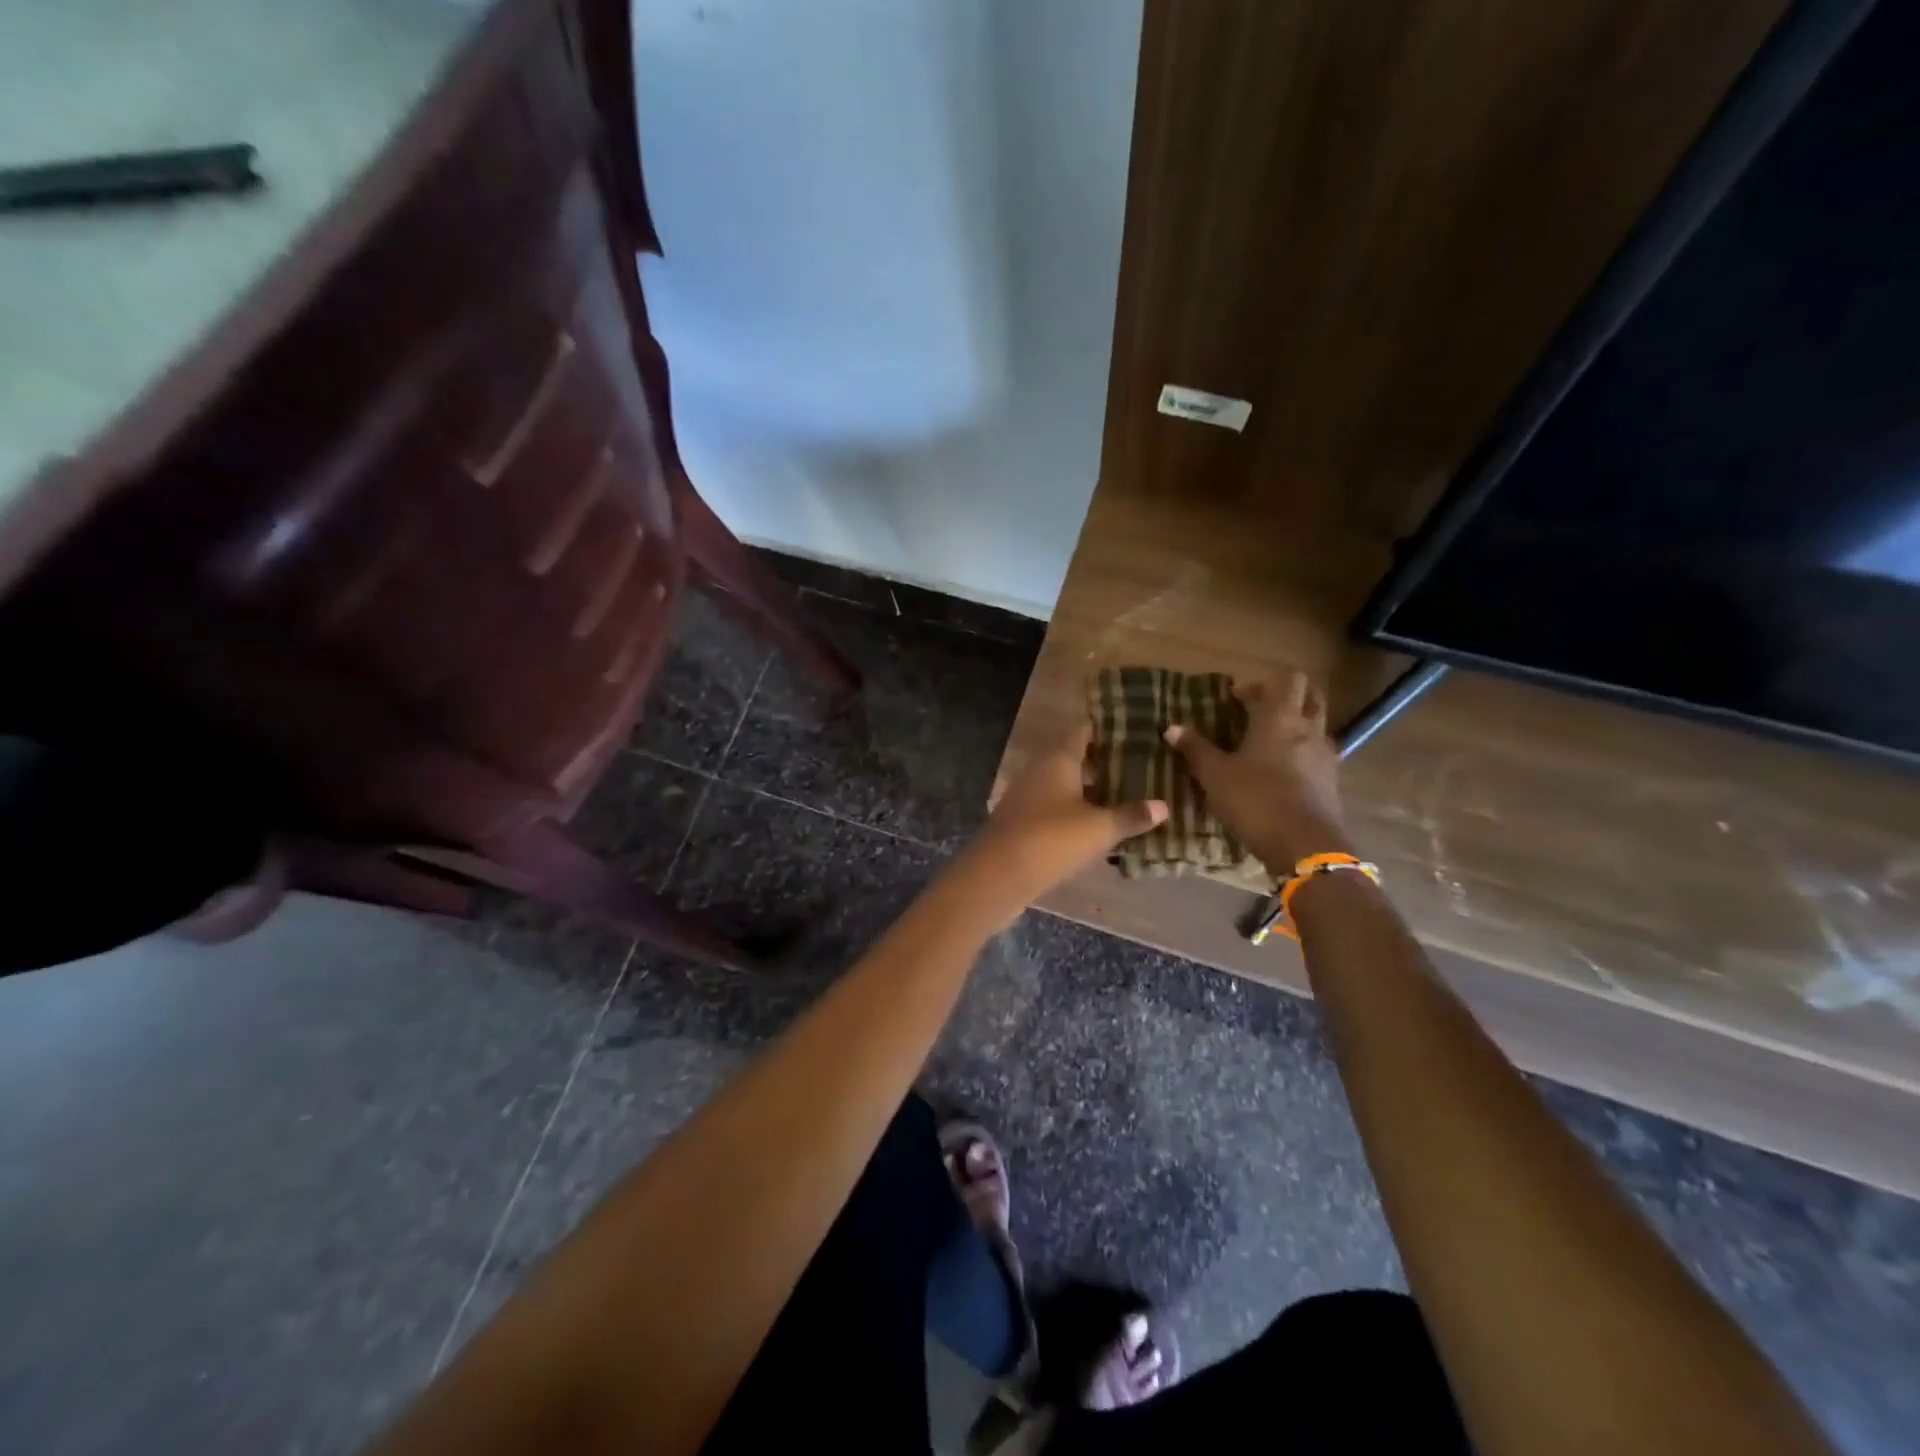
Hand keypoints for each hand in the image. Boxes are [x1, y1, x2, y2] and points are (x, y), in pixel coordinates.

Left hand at [961, 721, 1168, 919]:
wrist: (998, 875)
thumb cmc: (1052, 840)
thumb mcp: (1099, 829)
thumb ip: (1131, 816)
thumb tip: (1163, 806)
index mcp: (1058, 758)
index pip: (1084, 730)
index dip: (1107, 727)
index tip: (1135, 729)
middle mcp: (1040, 769)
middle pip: (1074, 756)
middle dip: (1104, 760)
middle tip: (1139, 765)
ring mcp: (1027, 795)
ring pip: (1064, 782)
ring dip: (1090, 788)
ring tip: (1125, 794)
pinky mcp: (1022, 820)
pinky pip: (1054, 806)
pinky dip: (1075, 810)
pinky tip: (1097, 825)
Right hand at [1164, 670, 1350, 869]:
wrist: (1305, 846)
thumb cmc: (1255, 800)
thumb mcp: (1215, 775)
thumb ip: (1195, 749)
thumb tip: (1172, 727)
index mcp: (1280, 718)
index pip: (1286, 679)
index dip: (1260, 683)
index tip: (1236, 699)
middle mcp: (1308, 729)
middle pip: (1310, 696)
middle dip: (1286, 697)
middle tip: (1258, 712)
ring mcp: (1326, 755)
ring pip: (1317, 725)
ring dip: (1298, 725)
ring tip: (1270, 743)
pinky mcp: (1333, 781)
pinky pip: (1320, 754)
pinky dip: (1304, 754)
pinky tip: (1283, 773)